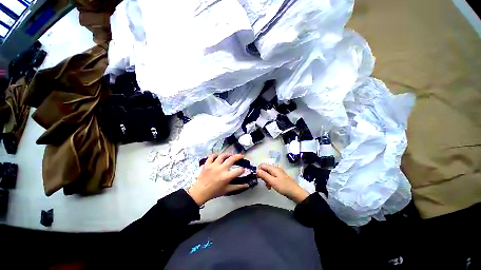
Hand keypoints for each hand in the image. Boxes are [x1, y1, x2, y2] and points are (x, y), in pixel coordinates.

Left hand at [187, 154, 248, 205]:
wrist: (200, 192)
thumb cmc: (214, 192)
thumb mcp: (227, 190)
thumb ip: (238, 187)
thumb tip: (247, 185)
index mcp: (226, 176)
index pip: (238, 171)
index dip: (243, 169)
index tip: (243, 169)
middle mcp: (221, 169)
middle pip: (232, 159)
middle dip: (238, 156)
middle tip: (242, 156)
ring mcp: (213, 165)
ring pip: (222, 156)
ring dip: (228, 154)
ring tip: (231, 155)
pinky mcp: (207, 164)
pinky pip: (212, 156)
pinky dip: (215, 155)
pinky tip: (218, 155)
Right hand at [256, 163, 308, 202]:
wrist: (295, 192)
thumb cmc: (283, 186)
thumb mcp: (272, 181)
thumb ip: (264, 175)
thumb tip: (256, 170)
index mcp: (273, 168)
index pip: (262, 165)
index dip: (258, 170)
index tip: (256, 177)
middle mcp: (275, 169)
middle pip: (265, 169)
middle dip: (262, 175)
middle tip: (262, 182)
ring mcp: (278, 173)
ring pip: (268, 173)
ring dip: (265, 179)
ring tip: (267, 186)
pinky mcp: (279, 177)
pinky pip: (271, 177)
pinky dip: (269, 181)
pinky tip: (270, 186)